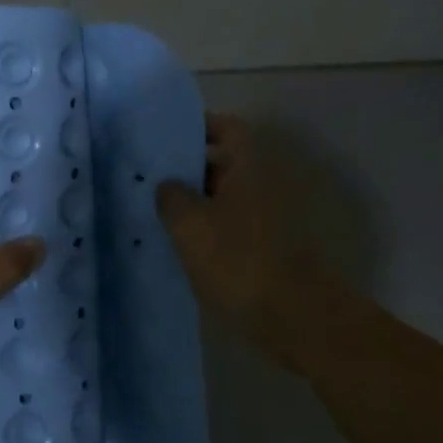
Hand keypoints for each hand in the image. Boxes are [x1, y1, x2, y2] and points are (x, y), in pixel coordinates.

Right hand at [155, 113, 311, 325]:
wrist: (293, 316)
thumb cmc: (238, 259)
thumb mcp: (190, 224)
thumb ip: (171, 196)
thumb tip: (167, 186)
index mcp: (250, 167)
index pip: (227, 128)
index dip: (199, 126)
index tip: (166, 136)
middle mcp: (264, 185)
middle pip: (224, 164)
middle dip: (188, 168)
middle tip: (150, 176)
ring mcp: (269, 218)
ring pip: (225, 198)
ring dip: (195, 202)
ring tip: (155, 210)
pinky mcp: (266, 248)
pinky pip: (230, 226)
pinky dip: (207, 229)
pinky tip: (178, 243)